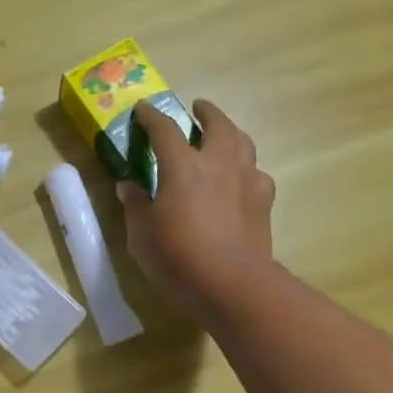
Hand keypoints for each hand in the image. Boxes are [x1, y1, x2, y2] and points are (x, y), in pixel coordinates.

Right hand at [116, 98, 274, 321]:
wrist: (231, 283)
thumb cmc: (178, 258)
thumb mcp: (141, 236)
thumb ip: (135, 206)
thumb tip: (128, 186)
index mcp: (182, 166)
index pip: (164, 129)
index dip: (151, 117)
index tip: (143, 110)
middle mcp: (218, 163)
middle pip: (217, 123)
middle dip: (206, 112)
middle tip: (198, 109)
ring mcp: (246, 180)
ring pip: (243, 142)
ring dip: (231, 133)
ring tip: (223, 136)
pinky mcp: (264, 201)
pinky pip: (257, 174)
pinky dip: (247, 169)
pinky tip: (242, 180)